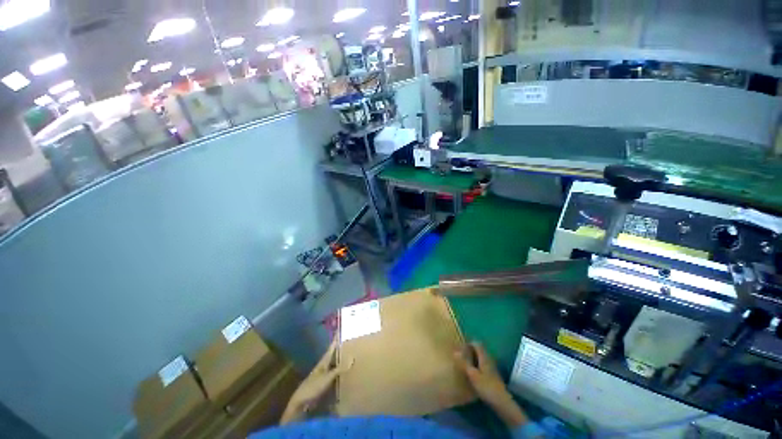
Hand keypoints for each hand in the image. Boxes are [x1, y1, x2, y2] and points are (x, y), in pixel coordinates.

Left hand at [281, 338, 351, 423]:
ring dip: (339, 362)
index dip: (335, 340)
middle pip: (332, 356)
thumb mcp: (327, 377)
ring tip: (349, 358)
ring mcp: (322, 376)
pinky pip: (333, 376)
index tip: (340, 331)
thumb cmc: (313, 387)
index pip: (331, 348)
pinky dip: (338, 374)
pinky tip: (344, 376)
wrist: (300, 403)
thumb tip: (352, 357)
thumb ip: (339, 368)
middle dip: (339, 350)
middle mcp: (323, 367)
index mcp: (323, 362)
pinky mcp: (322, 385)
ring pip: (333, 366)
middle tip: (349, 344)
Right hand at [454, 342, 527, 427]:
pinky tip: (473, 372)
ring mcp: (492, 367)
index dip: (468, 343)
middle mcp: (489, 359)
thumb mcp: (472, 375)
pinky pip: (483, 364)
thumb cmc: (486, 386)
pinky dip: (477, 364)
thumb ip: (464, 363)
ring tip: (465, 362)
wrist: (501, 401)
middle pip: (480, 350)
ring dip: (474, 357)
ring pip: (482, 357)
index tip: (460, 346)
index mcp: (484, 357)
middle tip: (461, 354)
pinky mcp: (493, 375)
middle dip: (471, 350)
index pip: (477, 344)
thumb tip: (455, 352)